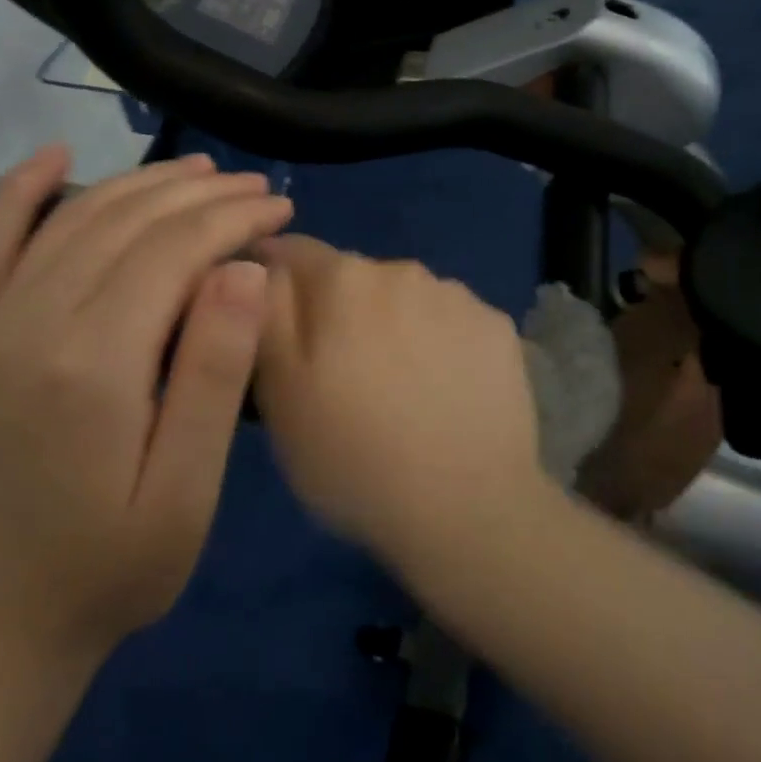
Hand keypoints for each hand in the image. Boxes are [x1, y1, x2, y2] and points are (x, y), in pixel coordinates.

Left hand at [0, 147, 293, 666]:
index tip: (281, 209)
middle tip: (257, 190)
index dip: (233, 219)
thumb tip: (242, 269)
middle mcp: (28, 323)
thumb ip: (213, 376)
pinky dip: (18, 191)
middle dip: (200, 195)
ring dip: (138, 184)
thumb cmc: (109, 569)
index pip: (173, 251)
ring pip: (70, 219)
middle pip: (126, 222)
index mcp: (91, 364)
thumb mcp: (185, 493)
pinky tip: (51, 156)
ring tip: (198, 174)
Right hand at [253, 236, 545, 565]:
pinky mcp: (497, 327)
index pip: (291, 251)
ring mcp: (458, 296)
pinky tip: (443, 393)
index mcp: (342, 279)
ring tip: (397, 390)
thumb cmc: (353, 457)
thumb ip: (266, 312)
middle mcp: (402, 269)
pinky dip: (438, 343)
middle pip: (351, 276)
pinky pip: (450, 321)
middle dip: (336, 310)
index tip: (274, 328)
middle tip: (338, 375)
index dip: (274, 283)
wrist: (468, 509)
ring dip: (390, 325)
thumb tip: (263, 266)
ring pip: (404, 298)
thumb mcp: (278, 392)